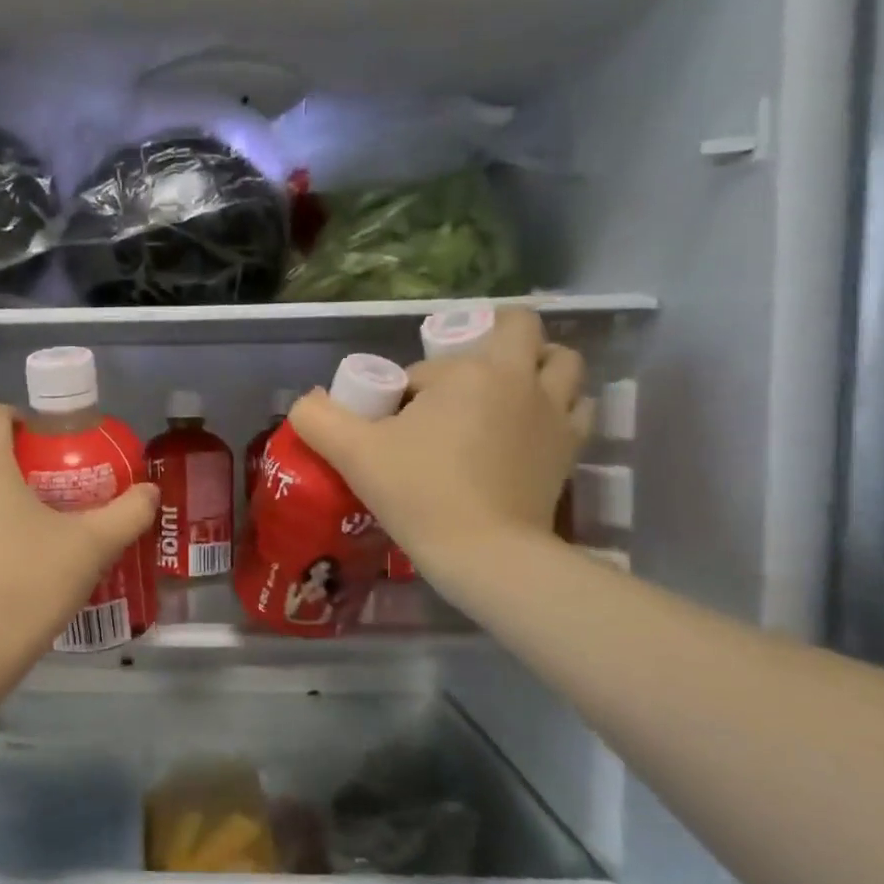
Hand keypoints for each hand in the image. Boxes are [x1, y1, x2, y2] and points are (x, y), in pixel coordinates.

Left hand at [0, 404, 157, 725]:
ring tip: (34, 560)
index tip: (45, 438)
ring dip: (0, 525)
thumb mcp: (91, 548)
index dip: (18, 417)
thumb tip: (151, 491)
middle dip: (23, 484)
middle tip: (59, 513)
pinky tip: (2, 594)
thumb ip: (126, 514)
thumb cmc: (29, 584)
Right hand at [287, 308, 591, 587]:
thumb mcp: (354, 454)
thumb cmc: (419, 493)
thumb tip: (305, 402)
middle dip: (493, 340)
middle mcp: (520, 379)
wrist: (485, 554)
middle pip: (521, 329)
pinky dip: (560, 406)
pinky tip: (531, 427)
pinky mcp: (570, 450)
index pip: (429, 366)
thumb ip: (319, 419)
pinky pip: (577, 408)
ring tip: (506, 392)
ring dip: (537, 366)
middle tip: (463, 377)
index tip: (395, 426)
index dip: (407, 391)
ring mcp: (554, 413)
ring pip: (563, 363)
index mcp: (470, 371)